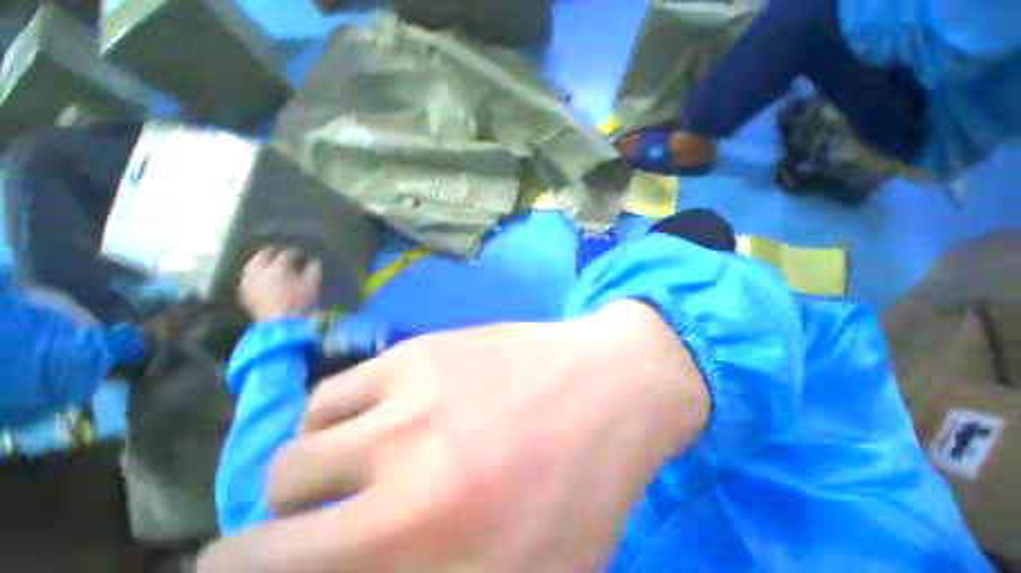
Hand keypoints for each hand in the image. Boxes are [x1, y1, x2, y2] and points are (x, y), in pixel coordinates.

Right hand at [198, 300, 709, 572]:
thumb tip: (367, 566)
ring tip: (352, 467)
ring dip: (310, 470)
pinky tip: (378, 417)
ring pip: (299, 445)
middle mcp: (403, 471)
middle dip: (265, 535)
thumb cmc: (582, 482)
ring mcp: (409, 396)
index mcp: (430, 546)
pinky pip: (338, 392)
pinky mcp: (420, 350)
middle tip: (303, 530)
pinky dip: (338, 417)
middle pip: (270, 510)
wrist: (606, 382)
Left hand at [239, 247, 321, 321]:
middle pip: (261, 256)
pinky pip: (247, 279)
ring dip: (258, 263)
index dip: (294, 252)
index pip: (286, 254)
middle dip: (270, 252)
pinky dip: (253, 276)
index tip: (301, 253)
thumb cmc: (301, 302)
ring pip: (251, 266)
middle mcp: (260, 271)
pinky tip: (259, 278)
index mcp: (278, 267)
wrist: (283, 324)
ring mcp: (250, 282)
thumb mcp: (313, 285)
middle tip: (277, 251)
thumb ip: (313, 270)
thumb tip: (314, 261)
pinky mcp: (245, 295)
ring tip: (266, 263)